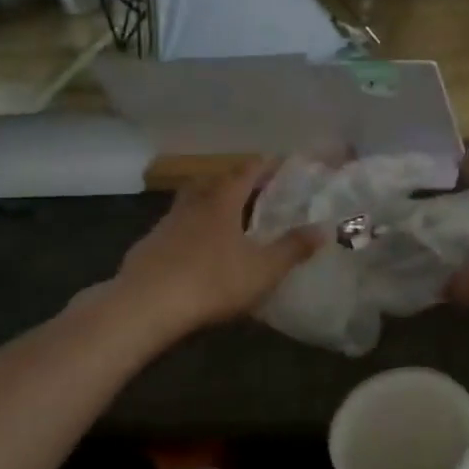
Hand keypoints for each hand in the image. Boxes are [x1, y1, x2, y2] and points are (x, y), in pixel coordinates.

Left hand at [86, 160, 321, 344]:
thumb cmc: (211, 281)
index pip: (246, 172)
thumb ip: (293, 248)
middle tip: (253, 188)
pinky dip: (189, 230)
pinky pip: (174, 228)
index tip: (279, 161)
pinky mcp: (148, 248)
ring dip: (208, 202)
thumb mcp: (263, 269)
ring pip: (190, 203)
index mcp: (222, 202)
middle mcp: (193, 205)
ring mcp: (166, 225)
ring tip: (225, 215)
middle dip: (234, 181)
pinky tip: (195, 249)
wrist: (144, 307)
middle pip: (214, 182)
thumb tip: (324, 229)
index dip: (264, 165)